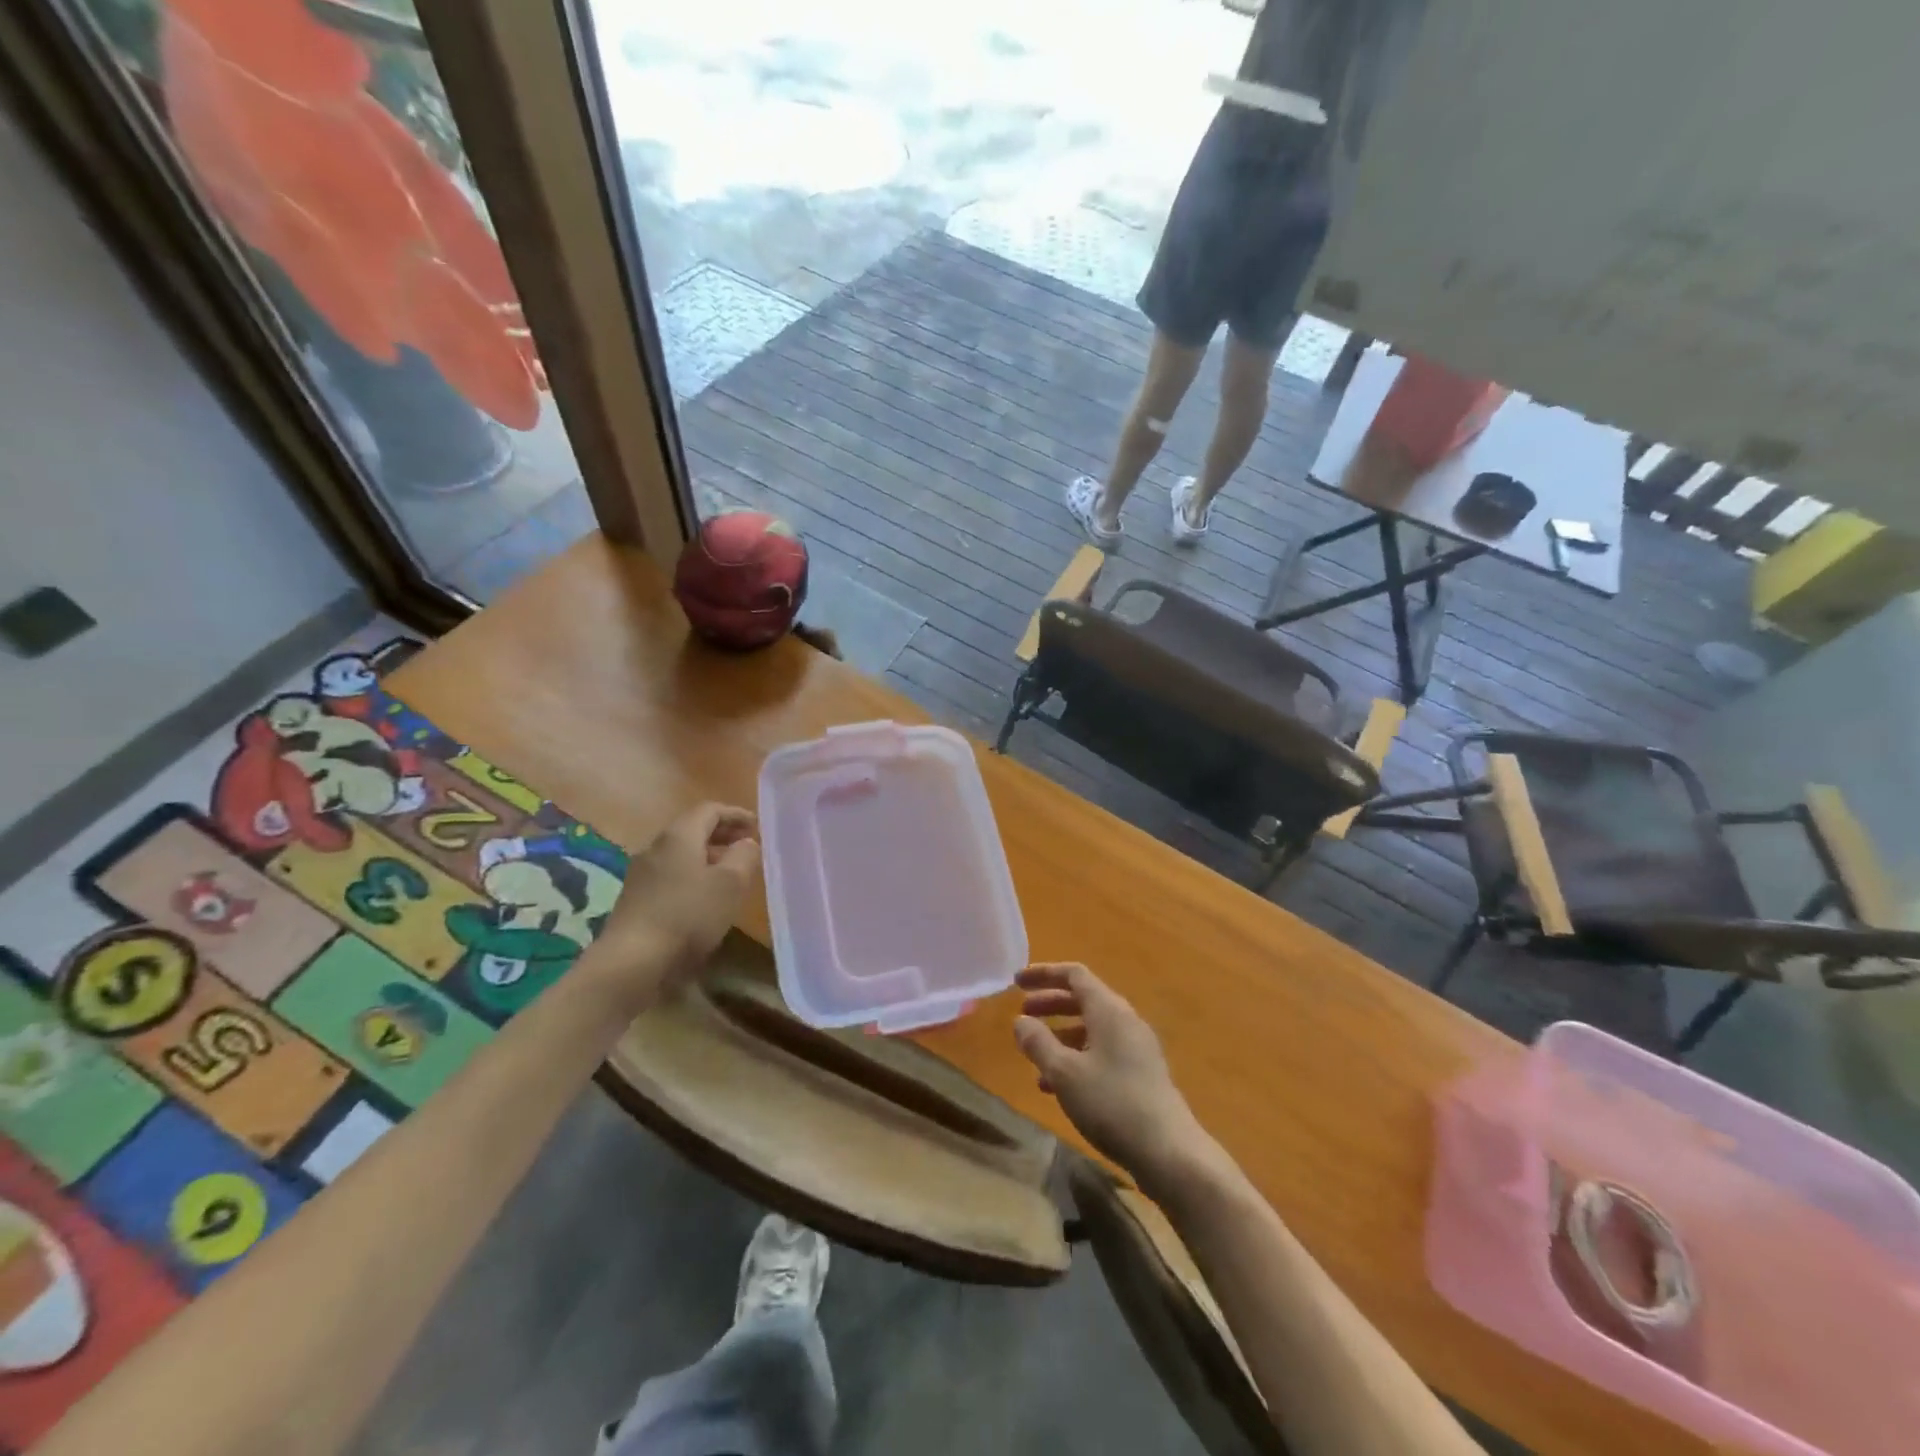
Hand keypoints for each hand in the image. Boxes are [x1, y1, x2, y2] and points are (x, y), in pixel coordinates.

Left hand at [586, 803, 759, 1008]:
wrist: (632, 961)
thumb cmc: (688, 915)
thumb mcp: (730, 884)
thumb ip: (744, 856)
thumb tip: (746, 843)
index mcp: (679, 836)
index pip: (710, 810)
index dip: (736, 814)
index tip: (757, 826)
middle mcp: (656, 847)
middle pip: (692, 829)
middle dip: (722, 834)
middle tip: (746, 845)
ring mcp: (641, 873)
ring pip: (680, 853)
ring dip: (707, 856)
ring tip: (730, 872)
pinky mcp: (635, 898)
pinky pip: (670, 874)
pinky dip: (692, 874)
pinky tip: (704, 897)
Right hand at [1013, 963, 1212, 1197]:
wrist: (1169, 1152)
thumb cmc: (1111, 1103)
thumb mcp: (1064, 1072)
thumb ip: (1038, 1042)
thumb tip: (1020, 1020)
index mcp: (1108, 1010)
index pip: (1074, 974)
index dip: (1044, 973)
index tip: (1016, 982)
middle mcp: (1125, 1020)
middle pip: (1083, 999)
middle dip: (1050, 1003)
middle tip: (1021, 1013)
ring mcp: (1137, 1048)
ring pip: (1092, 1028)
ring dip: (1061, 1034)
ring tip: (1034, 1054)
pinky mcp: (1141, 1074)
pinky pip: (1102, 1051)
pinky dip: (1077, 1057)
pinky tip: (1058, 1086)